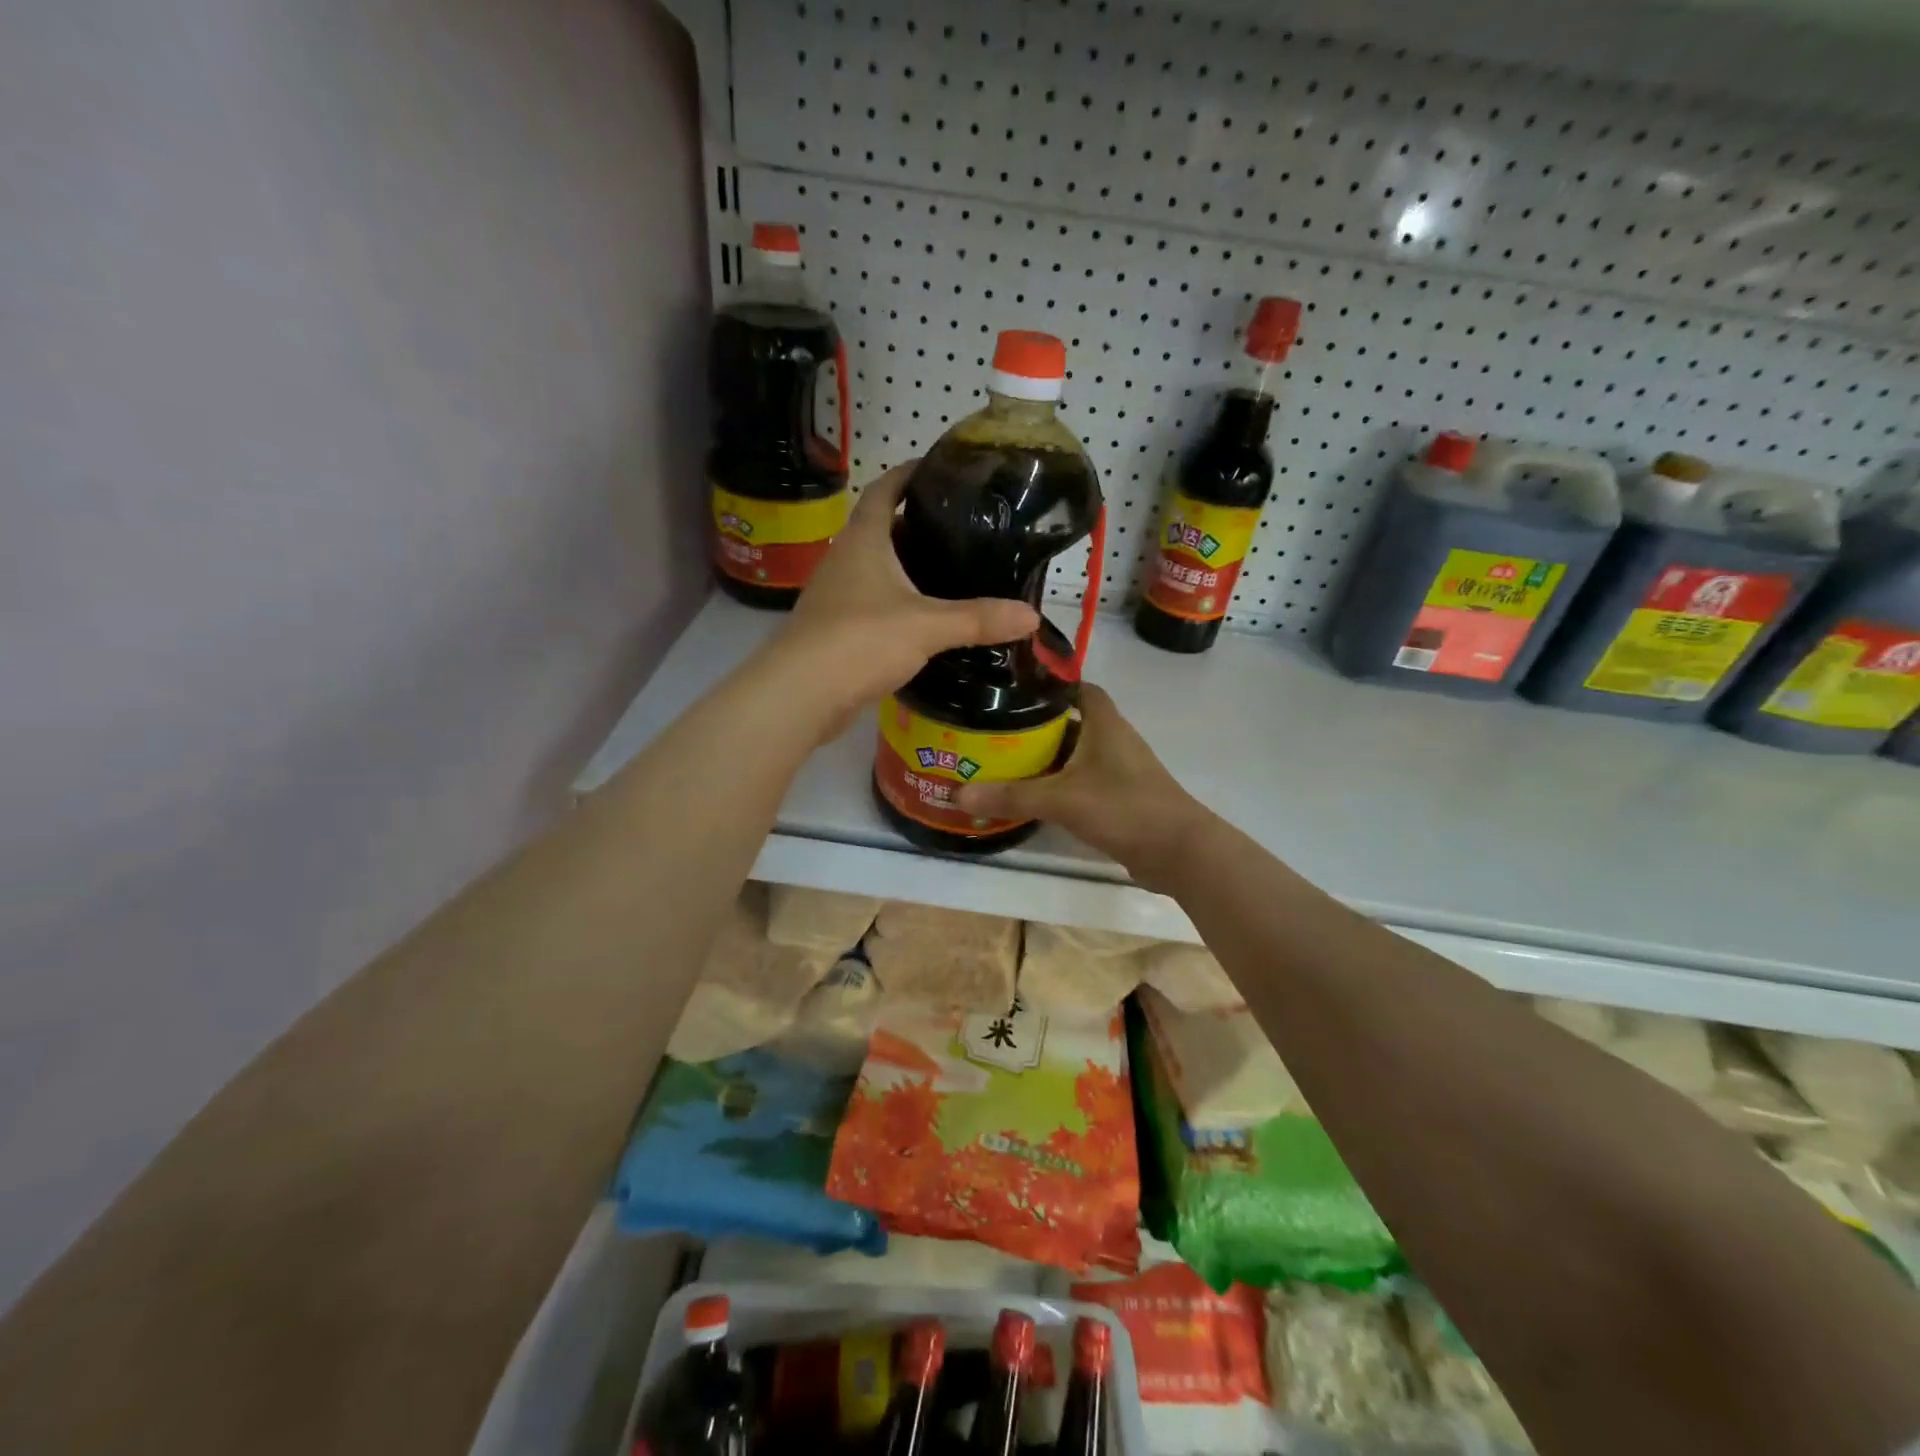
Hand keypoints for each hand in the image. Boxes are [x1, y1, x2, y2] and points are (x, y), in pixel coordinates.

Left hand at [758, 462, 1039, 742]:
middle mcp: (844, 560)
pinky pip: (870, 605)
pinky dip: (895, 604)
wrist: (802, 693)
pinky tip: (920, 621)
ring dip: (903, 567)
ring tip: (946, 572)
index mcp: (863, 541)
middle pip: (879, 529)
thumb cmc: (861, 640)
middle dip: (912, 524)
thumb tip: (1032, 616)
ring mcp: (835, 596)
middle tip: (957, 528)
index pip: (883, 490)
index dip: (906, 474)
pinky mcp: (834, 630)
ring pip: (873, 570)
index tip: (934, 467)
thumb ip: (978, 619)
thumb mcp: (927, 626)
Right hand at [953, 684, 1213, 886]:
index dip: (1047, 684)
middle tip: (993, 728)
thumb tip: (957, 793)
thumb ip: (1011, 795)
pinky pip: (1082, 780)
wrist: (1178, 852)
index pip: (1076, 687)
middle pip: (1070, 721)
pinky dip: (1059, 783)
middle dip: (1035, 724)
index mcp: (1104, 722)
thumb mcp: (1062, 799)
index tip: (1011, 689)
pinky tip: (1032, 794)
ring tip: (1003, 759)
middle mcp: (1112, 738)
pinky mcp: (1120, 796)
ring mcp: (1119, 769)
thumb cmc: (1124, 807)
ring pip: (1075, 753)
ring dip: (1046, 757)